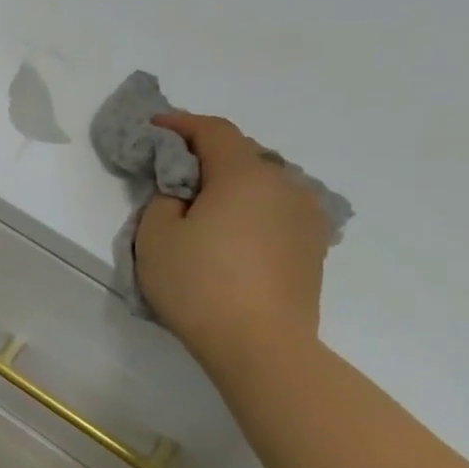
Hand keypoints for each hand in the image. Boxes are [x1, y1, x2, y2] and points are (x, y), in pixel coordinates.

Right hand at [135, 112, 331, 368]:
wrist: (260, 343)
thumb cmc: (198, 283)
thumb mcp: (156, 236)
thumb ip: (164, 200)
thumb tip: (184, 196)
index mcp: (244, 175)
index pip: (214, 131)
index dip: (182, 124)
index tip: (155, 126)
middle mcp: (285, 185)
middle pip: (243, 154)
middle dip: (207, 155)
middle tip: (175, 171)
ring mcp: (307, 216)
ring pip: (264, 183)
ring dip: (233, 184)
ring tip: (206, 204)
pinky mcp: (314, 246)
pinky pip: (278, 210)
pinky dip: (252, 209)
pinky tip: (234, 231)